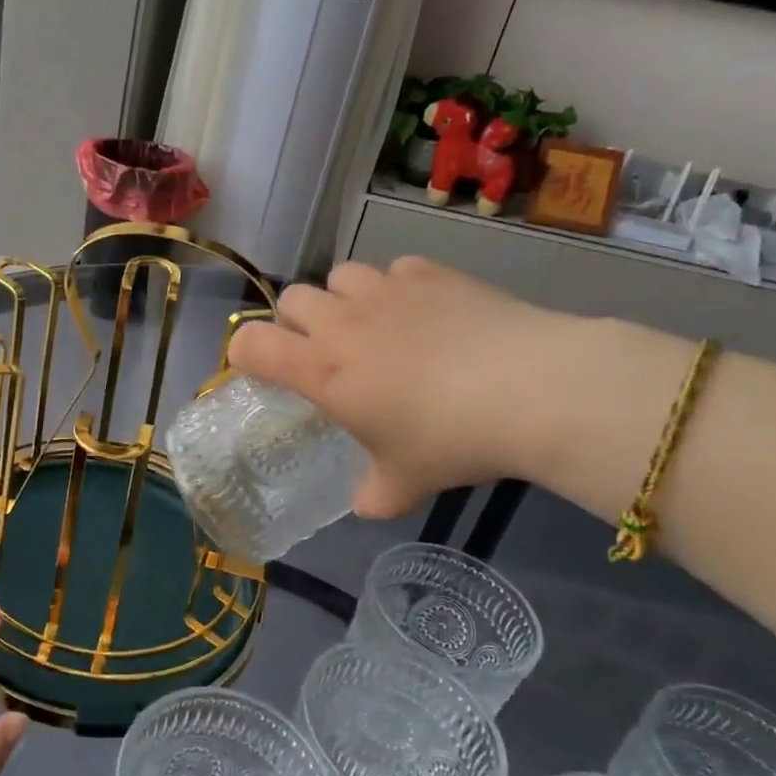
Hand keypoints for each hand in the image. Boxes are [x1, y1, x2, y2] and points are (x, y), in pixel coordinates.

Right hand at [227, 256, 576, 516]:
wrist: (531, 389)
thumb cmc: (450, 440)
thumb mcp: (405, 482)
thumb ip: (374, 494)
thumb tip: (367, 505)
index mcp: (322, 371)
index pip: (251, 344)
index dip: (244, 353)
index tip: (263, 371)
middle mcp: (342, 323)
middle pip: (291, 298)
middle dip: (297, 322)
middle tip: (326, 353)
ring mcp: (386, 291)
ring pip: (340, 276)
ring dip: (344, 298)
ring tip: (373, 325)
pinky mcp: (429, 273)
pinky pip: (394, 270)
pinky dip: (397, 288)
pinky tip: (424, 312)